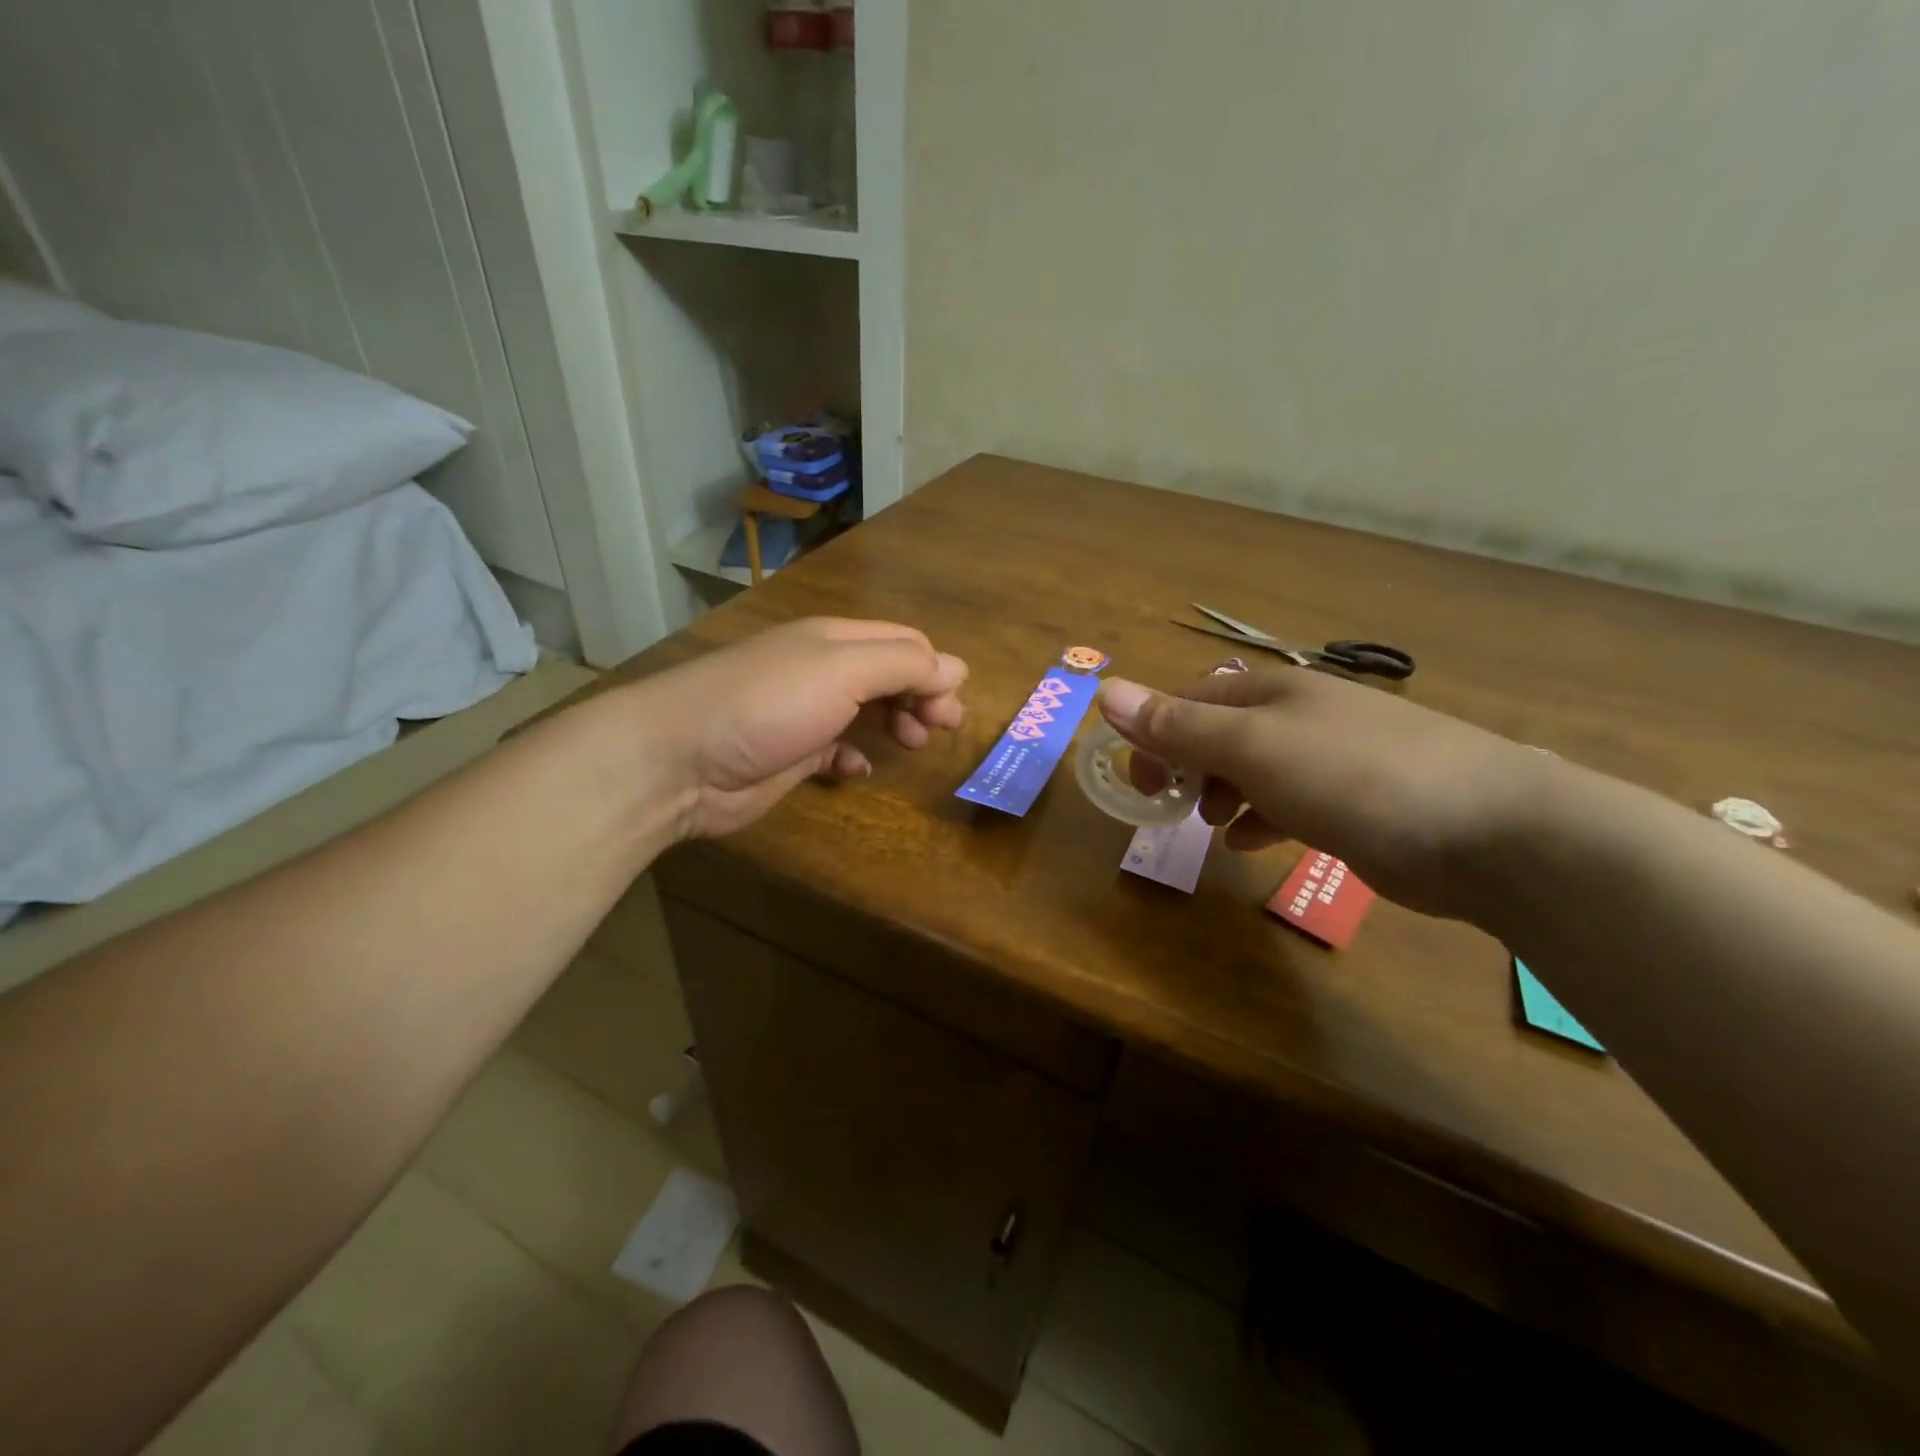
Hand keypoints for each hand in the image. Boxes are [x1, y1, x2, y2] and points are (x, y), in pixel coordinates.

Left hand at [640, 617, 967, 840]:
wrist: (679, 759)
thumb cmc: (768, 704)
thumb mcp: (842, 671)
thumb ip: (903, 666)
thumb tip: (956, 669)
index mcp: (836, 640)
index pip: (903, 643)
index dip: (935, 670)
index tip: (951, 709)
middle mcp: (823, 671)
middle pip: (890, 676)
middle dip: (922, 697)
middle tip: (942, 729)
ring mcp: (805, 713)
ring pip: (867, 712)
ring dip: (896, 724)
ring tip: (912, 745)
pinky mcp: (790, 754)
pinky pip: (837, 750)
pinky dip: (856, 757)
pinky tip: (859, 769)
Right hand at [1095, 666, 1550, 917]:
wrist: (1488, 832)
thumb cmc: (1352, 776)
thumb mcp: (1251, 748)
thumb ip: (1177, 725)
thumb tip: (1105, 691)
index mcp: (1274, 691)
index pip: (1193, 698)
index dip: (1155, 732)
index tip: (1138, 778)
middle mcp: (1301, 716)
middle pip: (1222, 733)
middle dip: (1187, 766)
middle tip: (1169, 805)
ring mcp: (1332, 760)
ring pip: (1254, 770)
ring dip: (1220, 794)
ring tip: (1210, 825)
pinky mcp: (1356, 803)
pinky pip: (1288, 803)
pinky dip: (1260, 819)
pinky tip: (1250, 843)